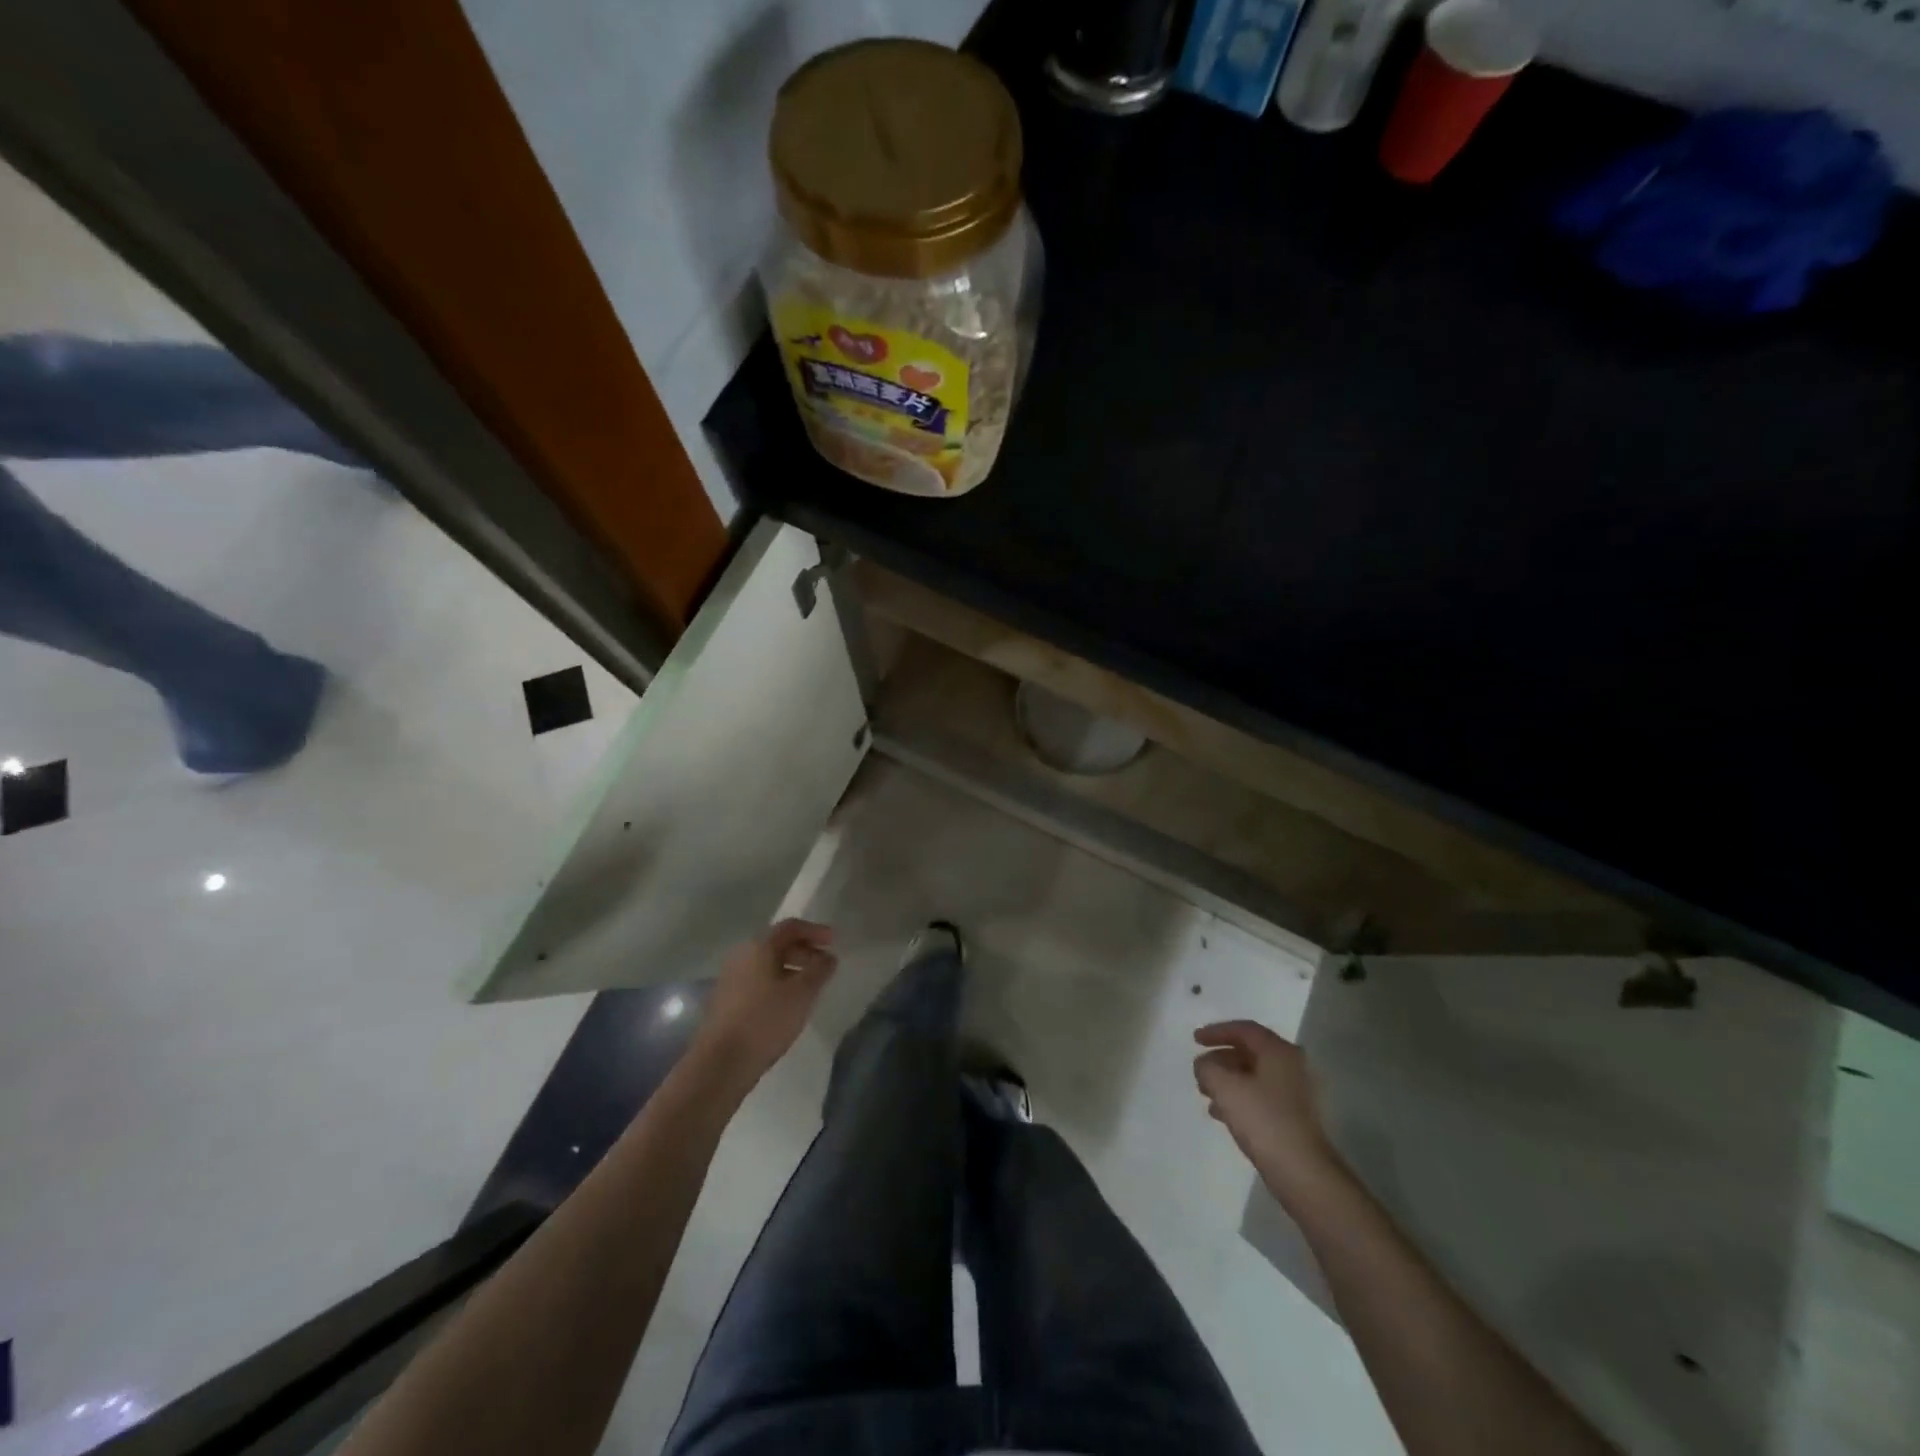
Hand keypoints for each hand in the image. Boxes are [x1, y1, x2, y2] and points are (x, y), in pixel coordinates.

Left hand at [695, 919, 837, 1087]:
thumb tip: (828, 957)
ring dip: (791, 969)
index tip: (834, 942)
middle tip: (824, 965)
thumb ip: (819, 970)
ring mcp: (730, 978)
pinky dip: (777, 983)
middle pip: (777, 944)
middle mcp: (741, 955)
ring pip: (767, 964)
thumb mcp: (802, 994)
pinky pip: (757, 980)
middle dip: (804, 951)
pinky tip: (787, 1004)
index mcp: (759, 947)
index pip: (790, 927)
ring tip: (810, 987)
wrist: (721, 1063)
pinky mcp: (725, 1000)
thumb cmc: (765, 1020)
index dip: (815, 931)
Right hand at [1194, 1020, 1338, 1194]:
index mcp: (1279, 1052)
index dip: (1217, 1031)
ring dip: (1228, 1080)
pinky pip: (1261, 1096)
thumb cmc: (1263, 1120)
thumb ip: (1207, 1068)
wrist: (1303, 1172)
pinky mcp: (1295, 1117)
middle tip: (1200, 1069)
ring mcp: (1296, 1093)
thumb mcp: (1224, 1087)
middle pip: (1250, 1052)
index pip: (1244, 1029)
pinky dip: (1240, 1098)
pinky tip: (1222, 1114)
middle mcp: (1292, 1066)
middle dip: (1221, 1058)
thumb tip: (1204, 1064)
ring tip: (1206, 1093)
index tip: (1195, 1040)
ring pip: (1255, 1076)